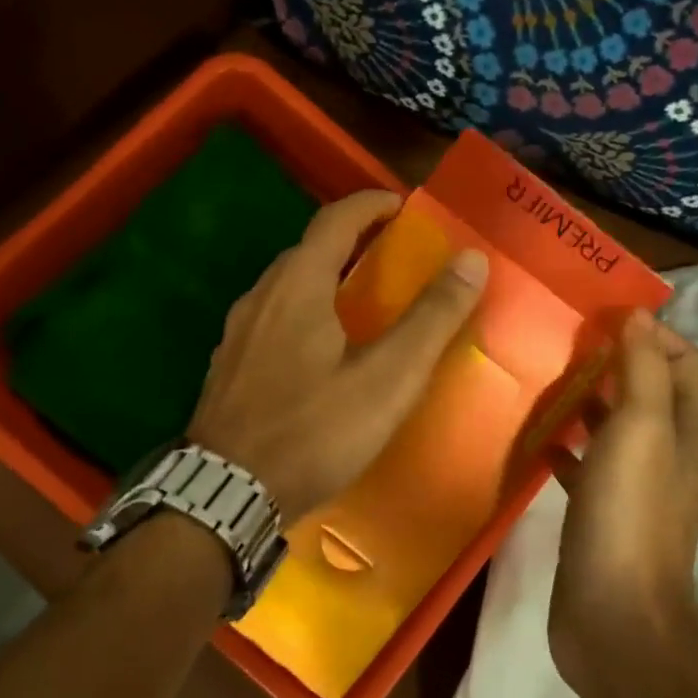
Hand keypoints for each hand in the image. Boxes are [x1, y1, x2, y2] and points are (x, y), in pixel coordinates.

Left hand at [189, 190, 487, 521]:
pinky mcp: (228, 367)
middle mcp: (260, 297)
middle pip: (307, 251)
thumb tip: (470, 260)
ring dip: (323, 278)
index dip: (370, 205)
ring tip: (359, 302)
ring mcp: (237, 334)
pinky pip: (270, 319)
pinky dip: (302, 312)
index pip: (334, 220)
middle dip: (350, 242)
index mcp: (297, 287)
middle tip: (389, 258)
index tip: (402, 206)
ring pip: (285, 287)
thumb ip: (430, 319)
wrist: (227, 493)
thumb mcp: (387, 378)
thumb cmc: (314, 431)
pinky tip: (317, 351)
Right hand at [549, 312, 697, 689]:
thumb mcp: (640, 431)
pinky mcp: (602, 513)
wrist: (614, 618)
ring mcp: (634, 486)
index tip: (603, 318)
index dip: (653, 333)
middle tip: (565, 342)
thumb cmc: (629, 515)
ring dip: (588, 401)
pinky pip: (586, 466)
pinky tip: (536, 440)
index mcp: (688, 431)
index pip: (685, 361)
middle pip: (649, 391)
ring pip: (615, 427)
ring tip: (546, 379)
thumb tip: (641, 315)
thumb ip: (643, 371)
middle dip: (614, 361)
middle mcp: (668, 454)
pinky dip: (566, 447)